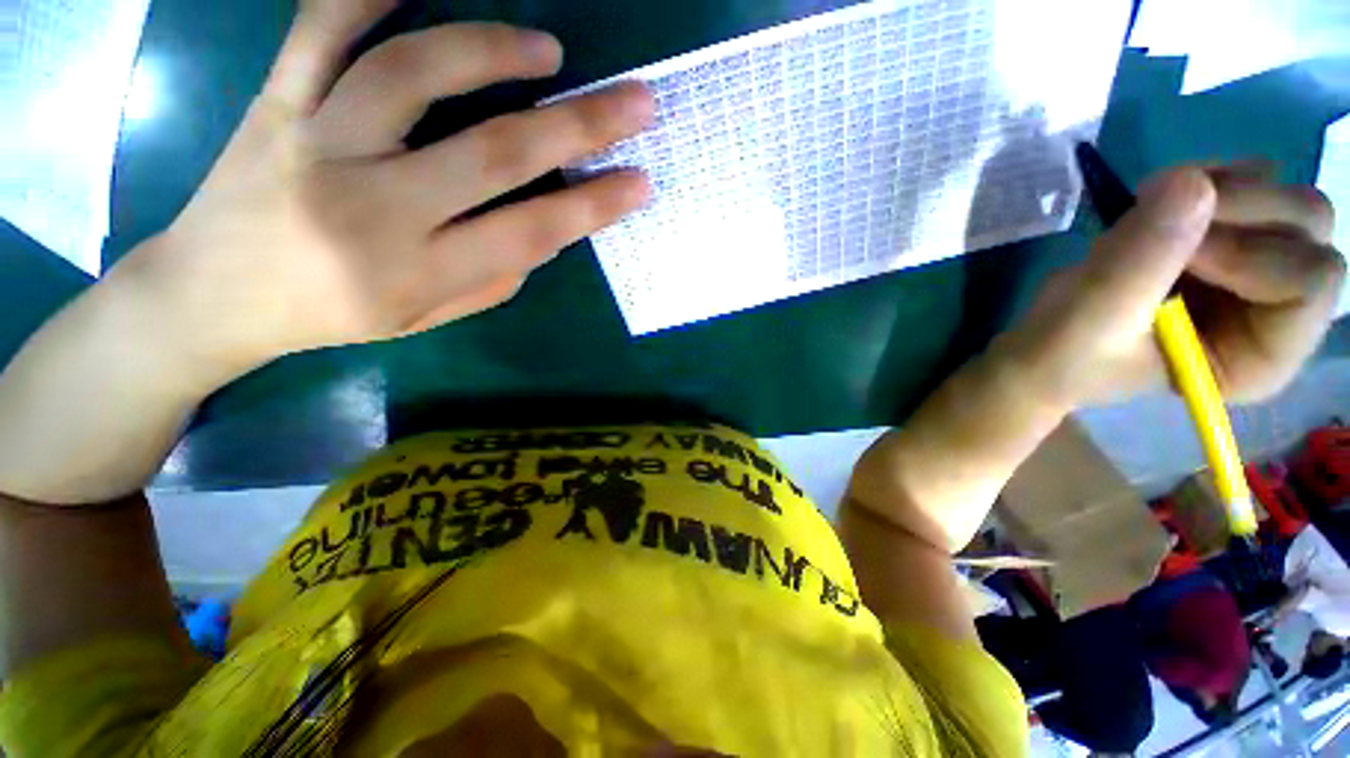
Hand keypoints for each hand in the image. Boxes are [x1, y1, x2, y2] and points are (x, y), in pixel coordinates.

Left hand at [115, 0, 653, 374]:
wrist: (212, 296)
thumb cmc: (330, 315)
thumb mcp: (426, 318)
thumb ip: (492, 279)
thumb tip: (543, 233)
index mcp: (418, 270)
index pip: (530, 233)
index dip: (593, 207)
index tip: (640, 183)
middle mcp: (374, 205)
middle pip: (495, 152)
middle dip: (579, 125)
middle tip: (635, 101)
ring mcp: (318, 142)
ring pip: (414, 74)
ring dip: (492, 51)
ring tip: (546, 49)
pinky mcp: (276, 102)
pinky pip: (320, 30)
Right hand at [1005, 165, 1343, 407]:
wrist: (1042, 346)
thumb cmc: (1064, 352)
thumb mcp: (1092, 316)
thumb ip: (1141, 259)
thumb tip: (1190, 179)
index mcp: (1262, 358)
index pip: (1312, 282)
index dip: (1252, 253)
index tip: (1181, 255)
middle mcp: (1280, 314)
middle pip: (1311, 231)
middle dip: (1240, 211)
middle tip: (1163, 217)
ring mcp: (1260, 274)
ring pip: (1286, 199)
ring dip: (1222, 191)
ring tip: (1153, 212)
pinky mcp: (1231, 245)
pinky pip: (1254, 185)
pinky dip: (1209, 180)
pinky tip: (1162, 202)